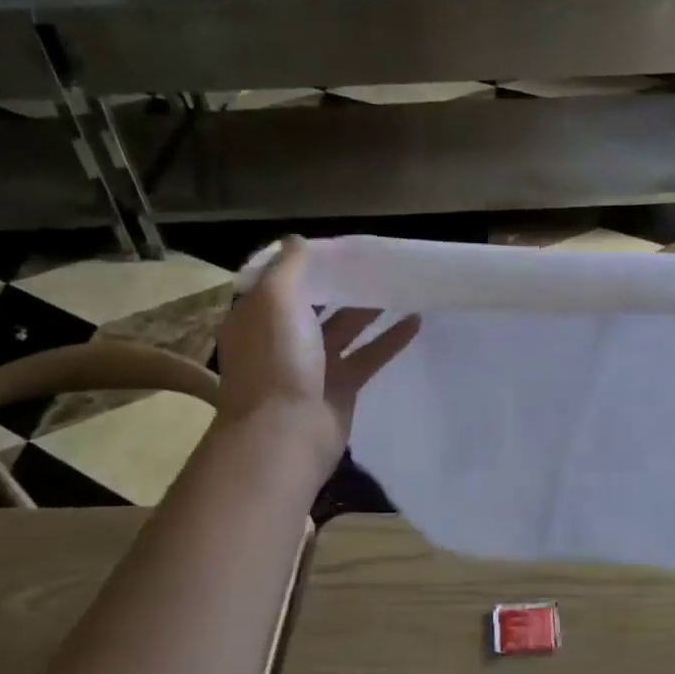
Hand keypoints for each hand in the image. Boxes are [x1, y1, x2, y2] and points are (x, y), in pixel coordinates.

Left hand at [218, 237, 420, 466]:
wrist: (287, 434)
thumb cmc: (276, 361)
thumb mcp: (275, 301)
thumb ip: (289, 267)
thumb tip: (297, 240)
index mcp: (258, 317)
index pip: (281, 281)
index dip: (306, 262)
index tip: (337, 245)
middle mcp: (282, 338)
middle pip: (315, 303)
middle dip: (341, 283)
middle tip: (375, 261)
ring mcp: (313, 365)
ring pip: (345, 327)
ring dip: (369, 307)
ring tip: (400, 284)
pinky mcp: (341, 386)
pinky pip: (368, 354)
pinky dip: (390, 338)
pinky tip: (416, 320)